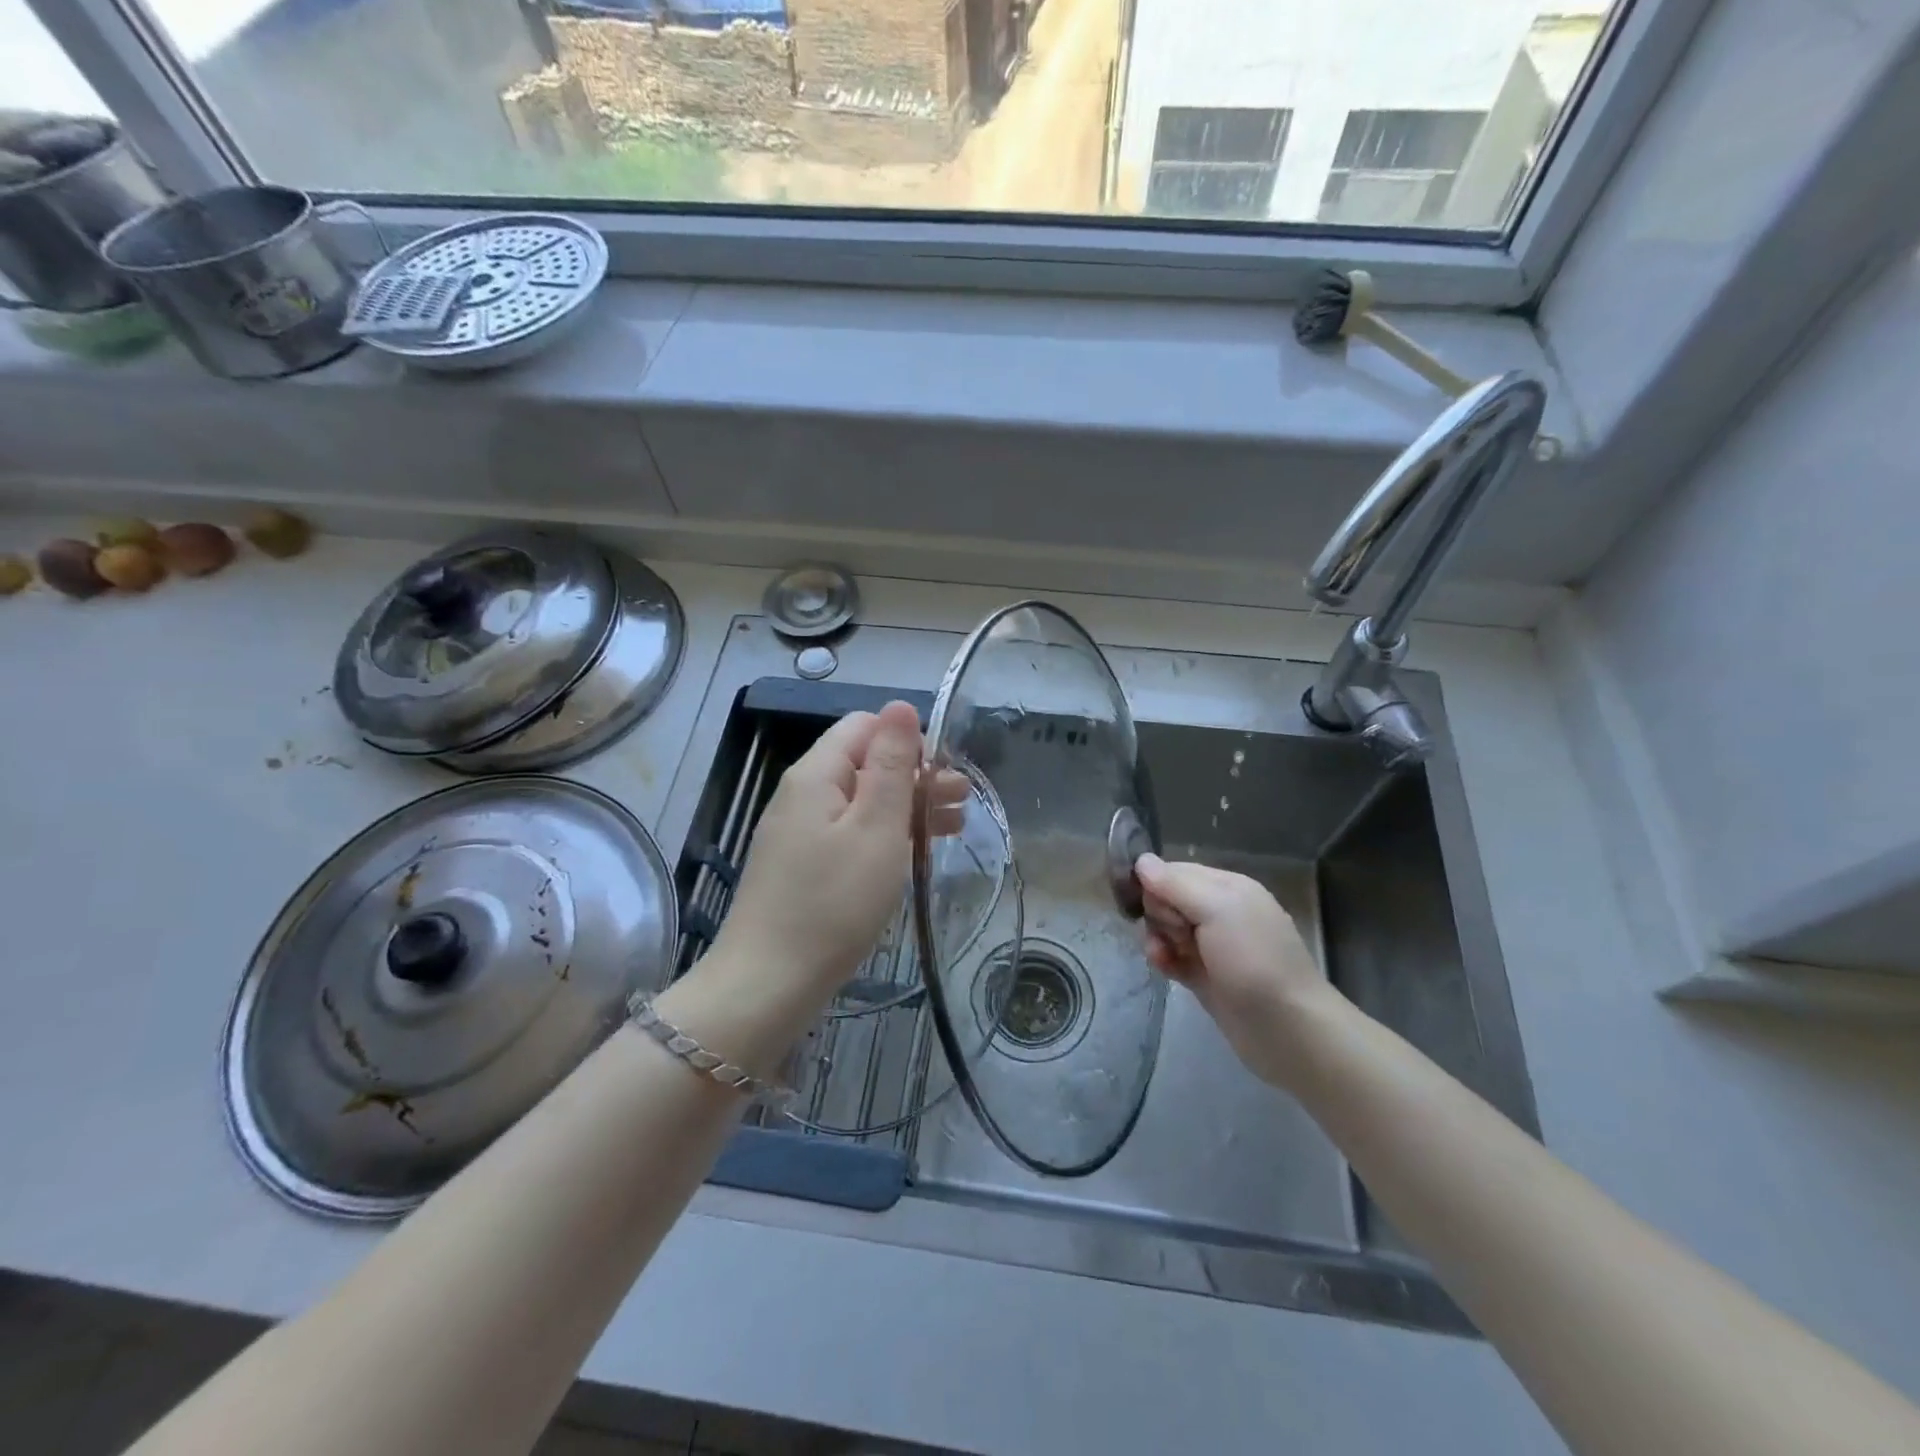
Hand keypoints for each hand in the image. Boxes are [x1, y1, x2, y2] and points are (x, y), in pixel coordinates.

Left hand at [706, 702, 964, 1013]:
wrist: (768, 984)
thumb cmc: (834, 902)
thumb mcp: (876, 827)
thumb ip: (891, 764)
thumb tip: (901, 705)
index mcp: (816, 774)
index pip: (864, 726)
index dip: (907, 740)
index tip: (944, 773)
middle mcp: (802, 794)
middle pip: (863, 764)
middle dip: (914, 775)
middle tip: (962, 802)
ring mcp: (798, 833)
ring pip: (860, 801)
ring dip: (905, 807)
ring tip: (951, 827)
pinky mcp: (801, 867)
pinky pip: (848, 834)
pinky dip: (884, 836)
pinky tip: (912, 854)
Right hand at [1135, 854, 1333, 1090]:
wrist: (1287, 1029)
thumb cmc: (1254, 960)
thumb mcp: (1217, 910)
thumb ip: (1176, 884)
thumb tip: (1141, 860)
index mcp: (1227, 887)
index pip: (1175, 871)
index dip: (1156, 884)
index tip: (1152, 904)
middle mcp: (1219, 911)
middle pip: (1167, 899)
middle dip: (1159, 914)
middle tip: (1176, 933)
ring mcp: (1211, 945)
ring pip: (1166, 929)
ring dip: (1158, 939)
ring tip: (1164, 956)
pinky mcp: (1203, 975)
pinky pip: (1171, 956)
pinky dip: (1164, 959)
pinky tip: (1164, 969)